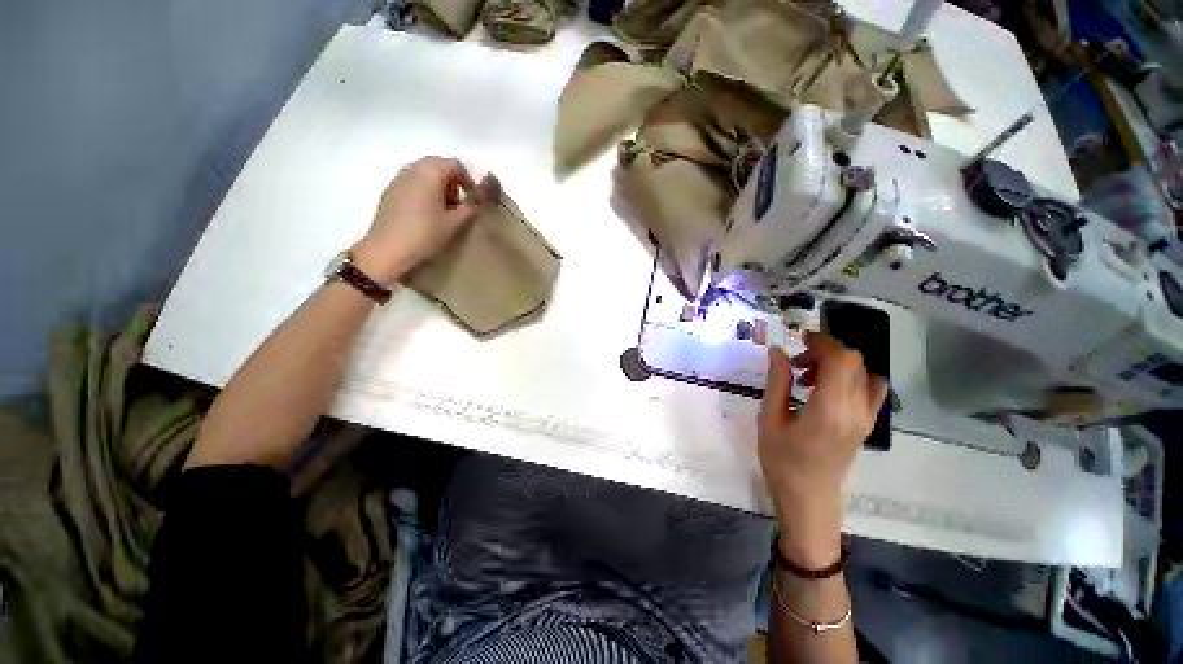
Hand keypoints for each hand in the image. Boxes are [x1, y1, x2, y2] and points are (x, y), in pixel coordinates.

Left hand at [352, 156, 489, 285]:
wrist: (388, 250)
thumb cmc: (425, 235)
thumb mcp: (455, 223)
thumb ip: (470, 207)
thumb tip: (478, 199)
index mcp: (430, 173)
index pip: (455, 164)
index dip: (468, 180)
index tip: (474, 199)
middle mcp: (412, 169)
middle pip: (438, 165)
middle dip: (452, 182)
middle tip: (459, 205)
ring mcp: (398, 180)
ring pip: (424, 174)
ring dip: (438, 187)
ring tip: (444, 211)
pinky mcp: (390, 192)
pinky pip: (412, 184)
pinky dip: (424, 192)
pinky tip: (426, 215)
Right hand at [758, 332, 887, 565]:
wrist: (807, 497)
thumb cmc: (781, 460)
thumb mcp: (770, 419)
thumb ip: (777, 382)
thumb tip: (777, 350)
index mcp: (830, 409)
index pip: (841, 360)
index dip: (822, 341)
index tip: (798, 339)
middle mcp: (856, 410)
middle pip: (854, 361)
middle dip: (825, 350)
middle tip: (796, 362)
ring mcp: (866, 418)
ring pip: (864, 372)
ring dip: (838, 363)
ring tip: (809, 377)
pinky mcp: (867, 424)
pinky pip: (871, 389)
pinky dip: (852, 377)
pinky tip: (827, 389)